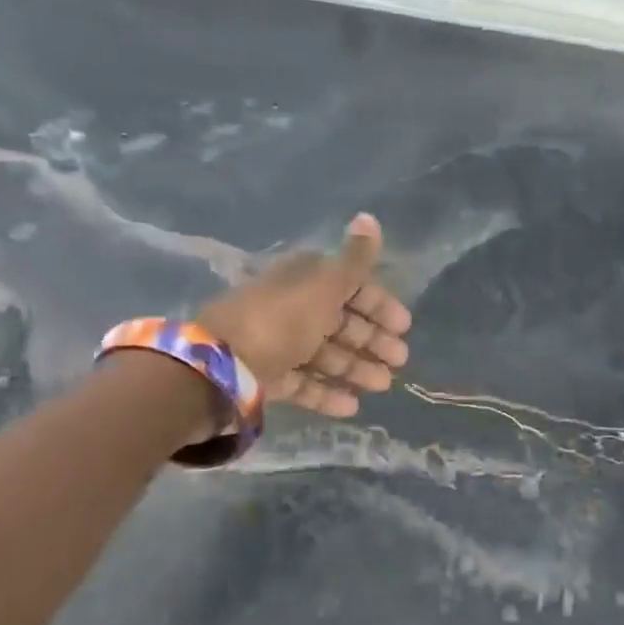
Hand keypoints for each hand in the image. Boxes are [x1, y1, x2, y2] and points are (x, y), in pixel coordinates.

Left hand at [196, 213, 411, 417]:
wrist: (219, 366)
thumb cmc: (280, 320)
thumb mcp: (323, 285)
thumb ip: (353, 259)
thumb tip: (369, 217)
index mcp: (304, 280)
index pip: (349, 286)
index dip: (378, 304)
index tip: (404, 326)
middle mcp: (292, 307)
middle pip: (340, 322)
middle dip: (372, 339)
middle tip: (400, 360)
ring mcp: (278, 344)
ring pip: (325, 354)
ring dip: (356, 367)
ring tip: (384, 385)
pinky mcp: (267, 377)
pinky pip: (304, 383)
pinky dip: (327, 393)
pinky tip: (352, 407)